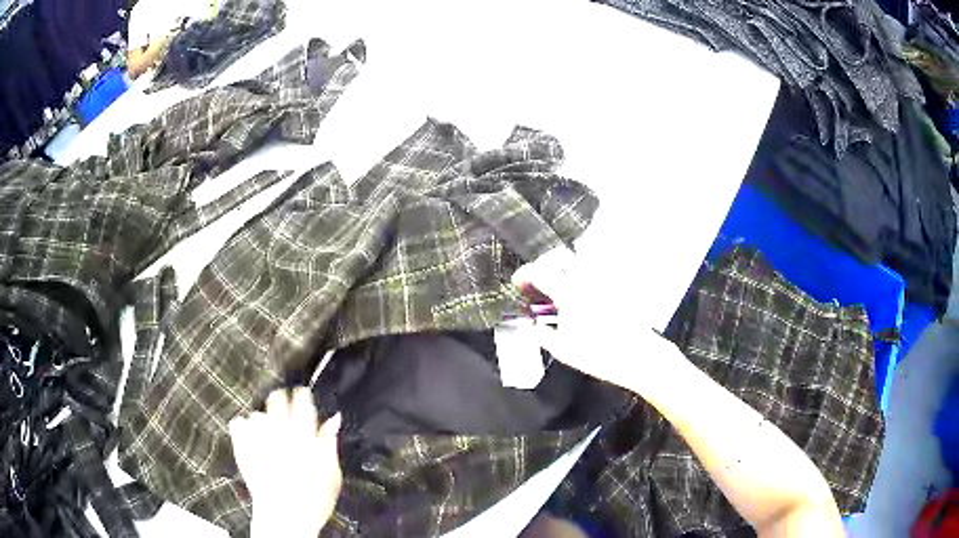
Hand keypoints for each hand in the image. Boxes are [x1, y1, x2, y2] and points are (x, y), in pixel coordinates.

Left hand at [229, 388, 342, 537]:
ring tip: (267, 431)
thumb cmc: (313, 499)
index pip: (301, 402)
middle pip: (276, 400)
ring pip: (257, 413)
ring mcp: (259, 440)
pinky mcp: (243, 448)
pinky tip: (249, 436)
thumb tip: (334, 419)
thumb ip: (330, 441)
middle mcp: (279, 433)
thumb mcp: (331, 473)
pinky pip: (237, 423)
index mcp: (304, 437)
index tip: (301, 396)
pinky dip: (242, 426)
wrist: (286, 518)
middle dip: (280, 400)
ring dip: (262, 419)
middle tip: (284, 409)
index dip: (301, 395)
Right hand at [512, 247, 688, 395]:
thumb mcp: (563, 351)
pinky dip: (582, 273)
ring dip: (563, 265)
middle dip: (544, 263)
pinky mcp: (616, 285)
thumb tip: (533, 327)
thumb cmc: (599, 355)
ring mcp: (603, 280)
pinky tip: (581, 290)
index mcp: (569, 294)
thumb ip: (543, 335)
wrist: (637, 355)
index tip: (519, 281)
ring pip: (579, 259)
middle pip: (560, 255)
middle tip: (538, 278)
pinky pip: (596, 269)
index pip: (540, 272)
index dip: (525, 273)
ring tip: (559, 283)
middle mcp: (585, 280)